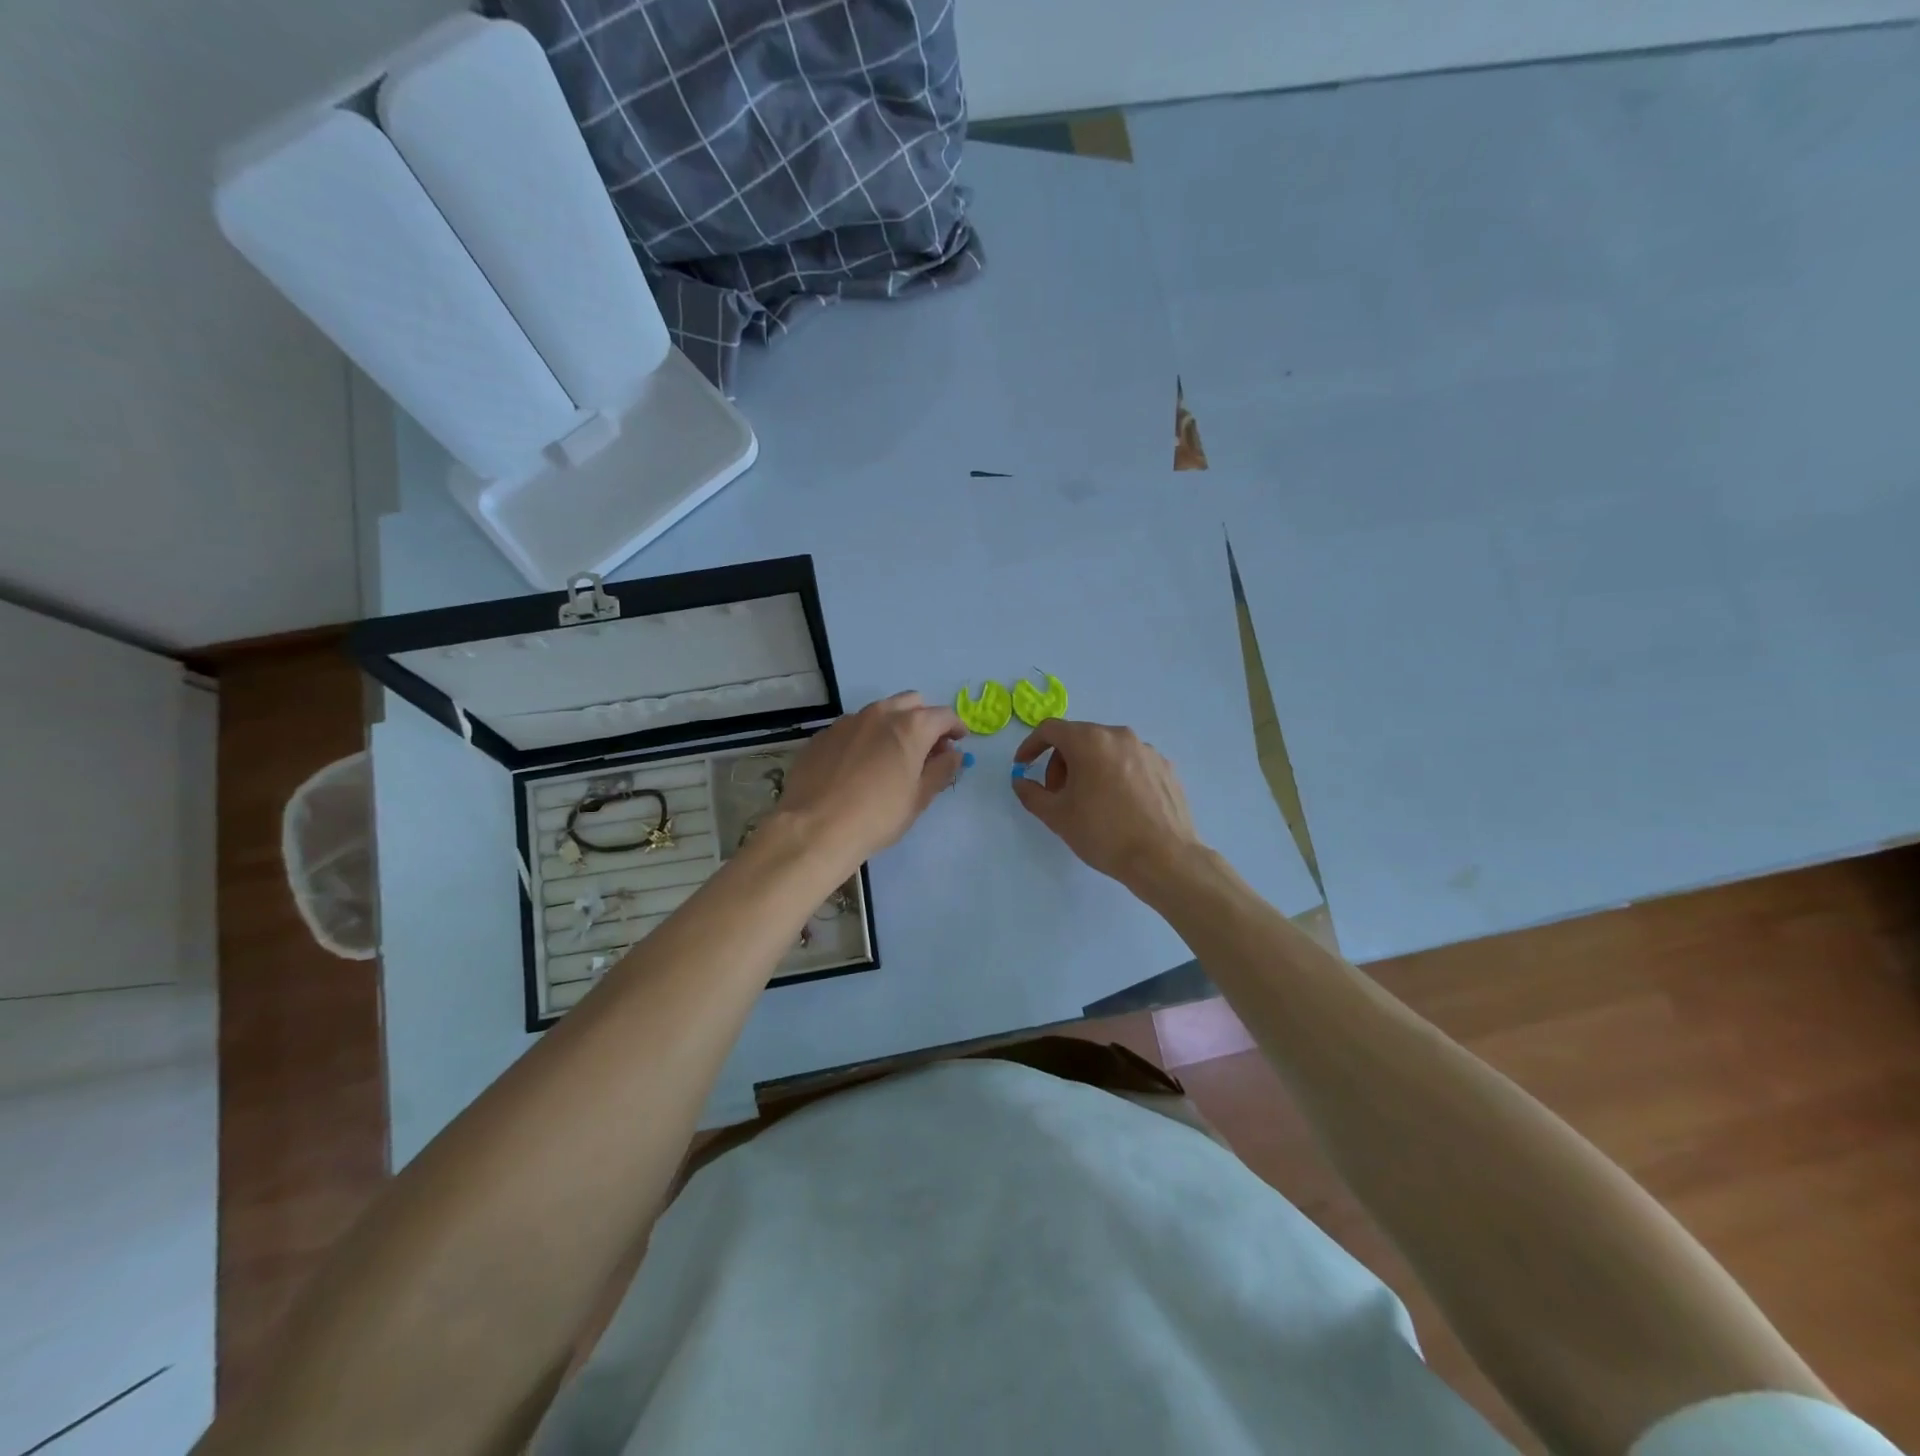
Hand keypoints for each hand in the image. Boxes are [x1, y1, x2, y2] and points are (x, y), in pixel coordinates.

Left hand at [773, 692, 964, 869]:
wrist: (815, 828)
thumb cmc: (877, 816)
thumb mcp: (918, 798)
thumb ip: (941, 770)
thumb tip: (953, 754)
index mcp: (910, 727)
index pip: (943, 715)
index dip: (955, 727)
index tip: (958, 742)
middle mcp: (879, 714)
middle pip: (911, 703)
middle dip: (924, 719)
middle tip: (927, 748)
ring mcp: (847, 721)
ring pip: (879, 712)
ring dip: (893, 725)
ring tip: (891, 756)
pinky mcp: (823, 735)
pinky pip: (852, 728)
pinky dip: (865, 738)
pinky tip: (859, 765)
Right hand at [1011, 718, 1203, 887]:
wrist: (1164, 858)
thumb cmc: (1104, 833)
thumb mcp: (1057, 816)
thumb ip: (1031, 793)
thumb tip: (1021, 781)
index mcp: (1090, 741)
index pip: (1050, 729)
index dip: (1030, 746)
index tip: (1023, 766)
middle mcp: (1119, 736)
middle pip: (1079, 738)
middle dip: (1061, 763)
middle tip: (1057, 795)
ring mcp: (1147, 750)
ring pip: (1106, 750)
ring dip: (1088, 769)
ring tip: (1089, 803)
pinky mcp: (1165, 767)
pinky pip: (1130, 763)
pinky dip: (1115, 775)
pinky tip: (1118, 807)